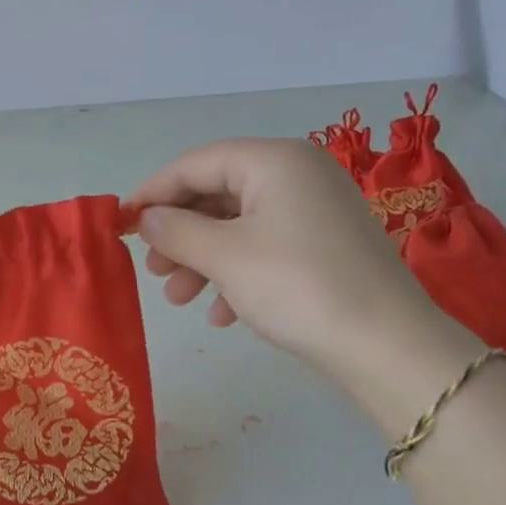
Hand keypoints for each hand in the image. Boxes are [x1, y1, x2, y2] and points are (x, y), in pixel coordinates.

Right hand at [129, 138, 464, 386]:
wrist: (384, 343)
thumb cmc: (295, 286)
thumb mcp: (224, 256)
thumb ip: (175, 231)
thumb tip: (146, 218)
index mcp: (274, 161)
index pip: (196, 163)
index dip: (153, 192)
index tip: (121, 224)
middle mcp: (297, 175)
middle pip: (217, 194)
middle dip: (179, 234)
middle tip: (153, 270)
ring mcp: (315, 211)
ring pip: (238, 226)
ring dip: (202, 260)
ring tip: (178, 299)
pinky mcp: (325, 246)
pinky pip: (265, 248)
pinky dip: (235, 274)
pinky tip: (221, 314)